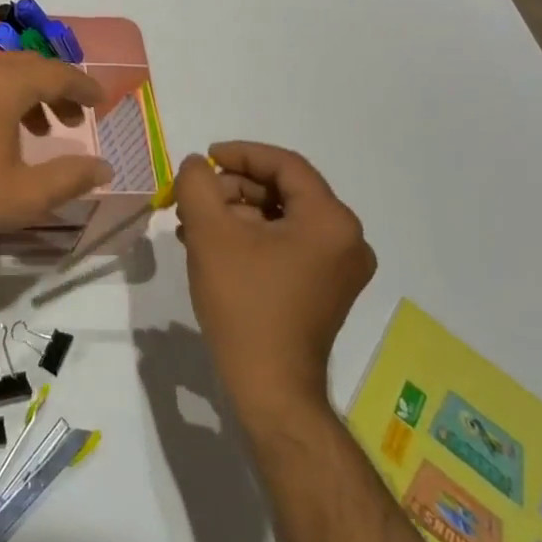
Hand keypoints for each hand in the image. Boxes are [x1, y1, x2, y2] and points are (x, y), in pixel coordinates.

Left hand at [0, 52, 112, 249]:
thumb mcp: (25, 194)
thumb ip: (70, 178)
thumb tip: (104, 167)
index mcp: (2, 82)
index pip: (56, 73)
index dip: (83, 86)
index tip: (102, 100)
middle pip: (28, 67)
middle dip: (57, 89)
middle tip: (76, 118)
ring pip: (0, 72)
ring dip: (28, 94)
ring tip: (43, 129)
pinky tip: (0, 131)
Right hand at [173, 141, 375, 420]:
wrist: (270, 387)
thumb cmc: (244, 303)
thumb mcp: (210, 233)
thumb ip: (197, 185)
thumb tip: (196, 165)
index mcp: (331, 220)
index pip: (284, 165)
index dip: (241, 154)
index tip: (205, 158)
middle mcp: (347, 239)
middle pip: (284, 191)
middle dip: (234, 189)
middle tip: (195, 198)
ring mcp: (340, 268)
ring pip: (282, 218)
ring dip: (237, 213)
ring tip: (194, 224)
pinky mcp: (326, 289)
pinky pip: (287, 245)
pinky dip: (252, 238)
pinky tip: (213, 247)